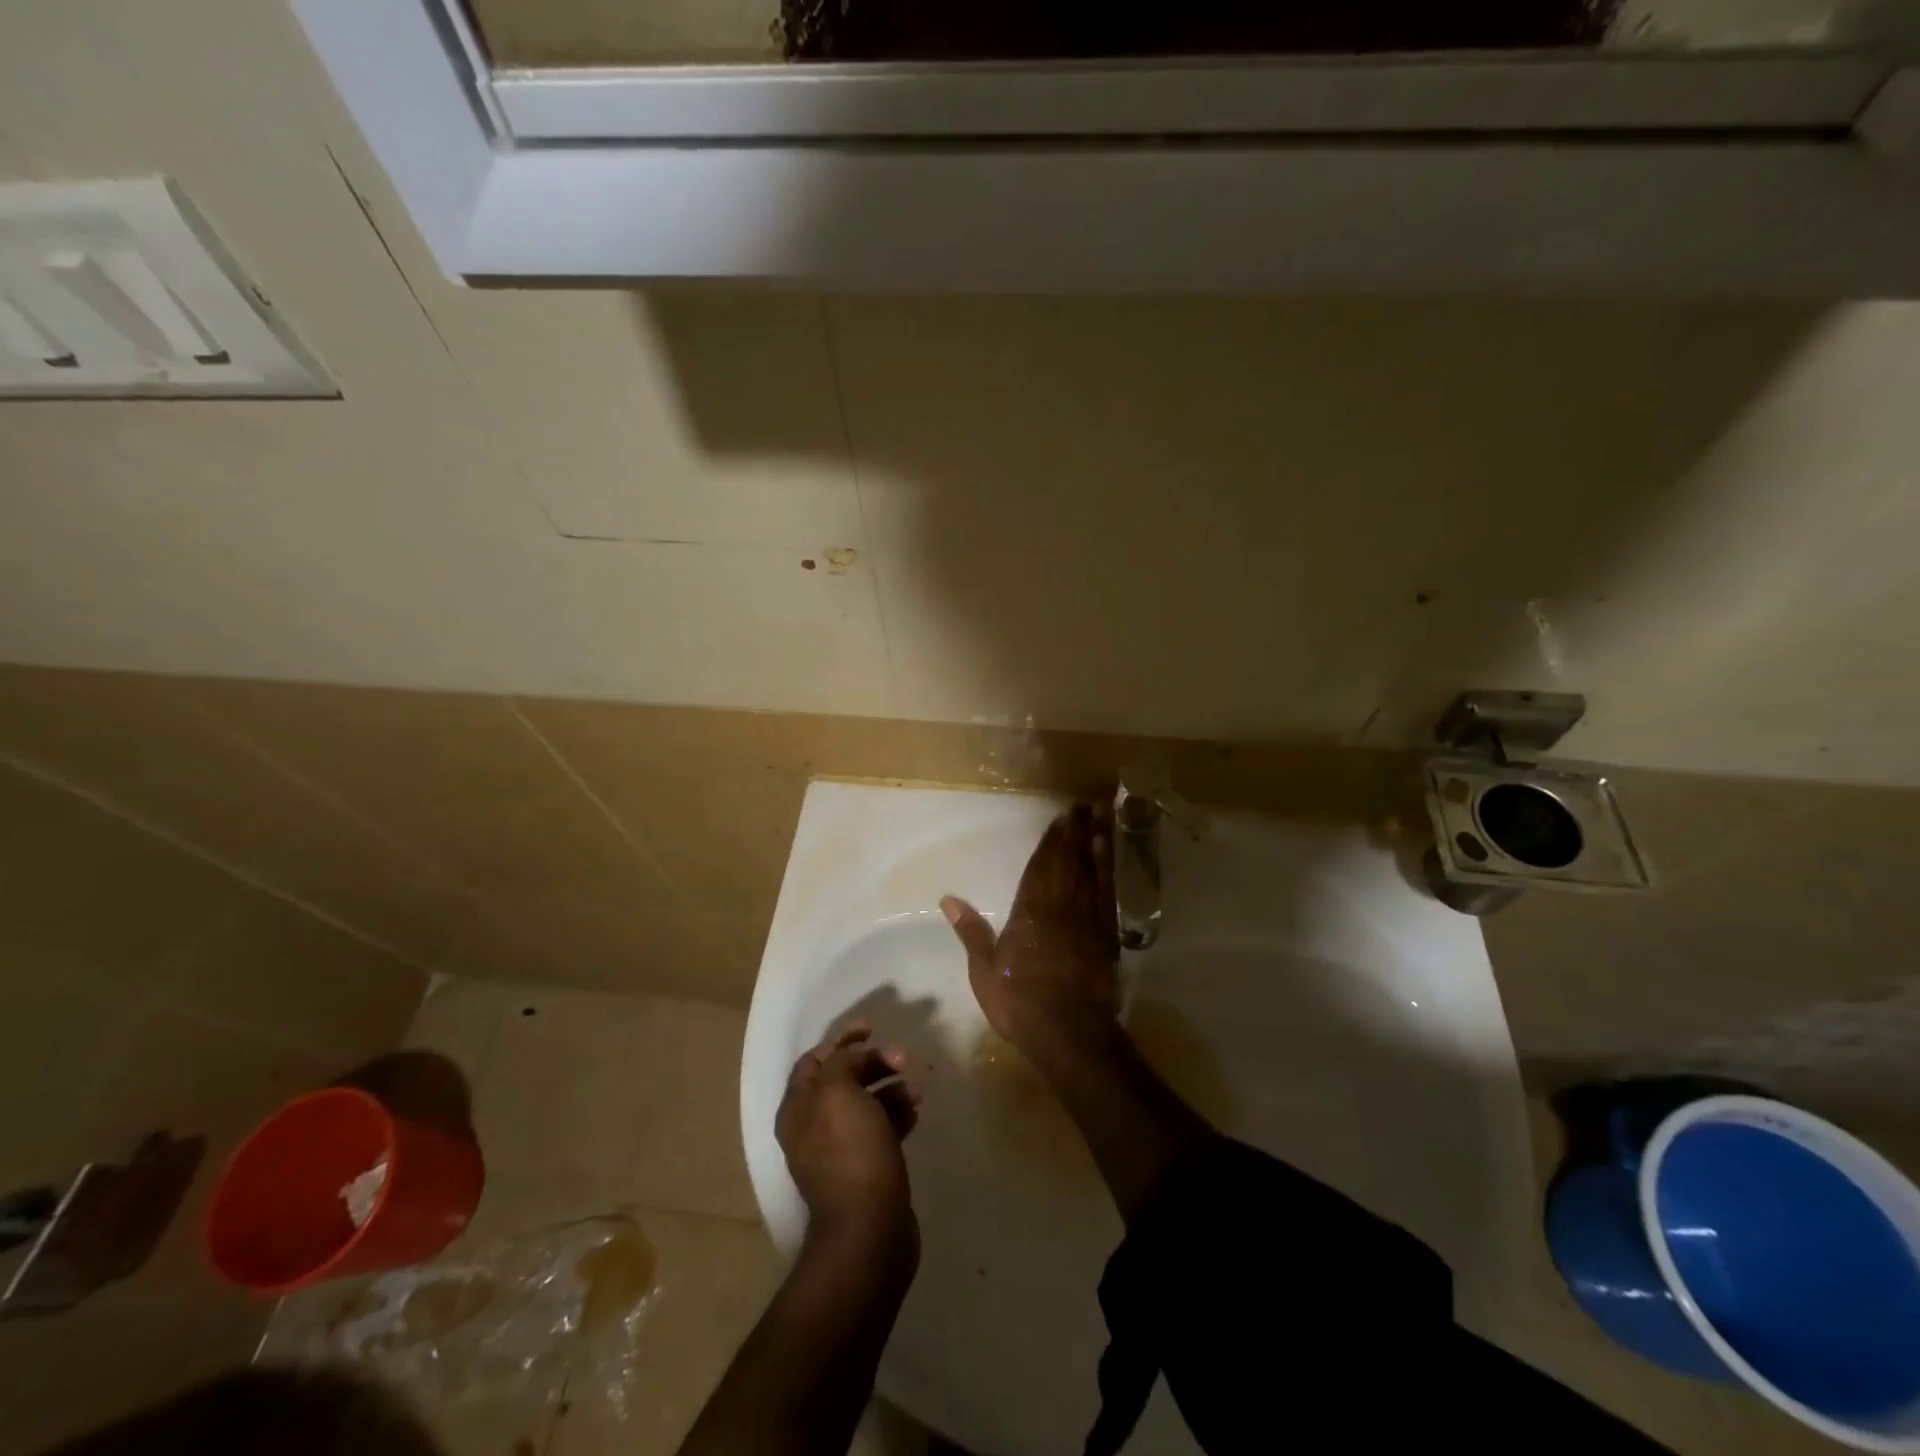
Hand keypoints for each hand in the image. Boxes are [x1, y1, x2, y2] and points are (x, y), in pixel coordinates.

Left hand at [776, 1026, 920, 1252]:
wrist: (869, 1229)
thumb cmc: (850, 1152)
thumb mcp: (838, 1092)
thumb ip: (841, 1063)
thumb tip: (853, 1057)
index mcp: (798, 1108)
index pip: (814, 1060)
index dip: (841, 1040)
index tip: (873, 1028)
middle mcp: (813, 1127)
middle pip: (843, 1079)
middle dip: (873, 1063)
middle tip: (904, 1058)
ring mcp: (839, 1151)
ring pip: (865, 1104)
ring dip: (891, 1088)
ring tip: (916, 1089)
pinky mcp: (866, 1170)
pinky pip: (881, 1130)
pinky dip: (897, 1116)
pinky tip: (916, 1113)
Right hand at [941, 802, 1120, 1060]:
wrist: (1070, 1034)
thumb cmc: (1021, 1003)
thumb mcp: (984, 971)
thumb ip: (971, 933)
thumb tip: (948, 899)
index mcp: (1030, 913)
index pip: (1041, 867)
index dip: (1052, 840)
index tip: (1062, 816)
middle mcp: (1061, 908)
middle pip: (1071, 861)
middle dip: (1078, 831)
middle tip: (1088, 803)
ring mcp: (1088, 921)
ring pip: (1095, 873)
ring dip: (1100, 844)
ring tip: (1105, 818)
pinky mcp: (1107, 938)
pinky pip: (1109, 897)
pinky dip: (1110, 875)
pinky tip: (1111, 863)